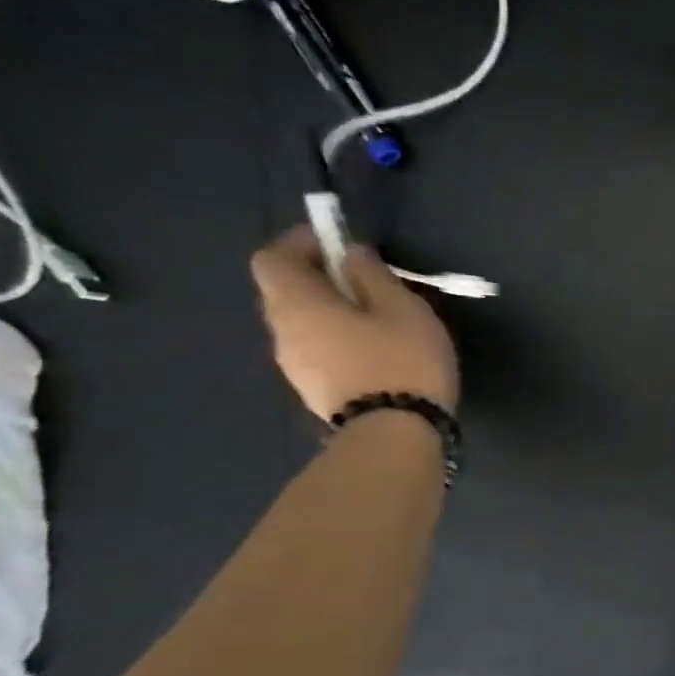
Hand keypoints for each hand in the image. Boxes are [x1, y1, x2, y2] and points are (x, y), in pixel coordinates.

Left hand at [251, 226, 459, 417]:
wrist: (395, 434)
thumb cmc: (400, 360)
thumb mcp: (401, 306)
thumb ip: (372, 274)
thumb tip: (350, 255)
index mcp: (297, 304)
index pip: (273, 258)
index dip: (300, 242)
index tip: (337, 241)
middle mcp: (283, 333)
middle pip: (284, 291)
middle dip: (317, 276)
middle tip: (362, 277)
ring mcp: (295, 366)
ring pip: (301, 323)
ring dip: (329, 309)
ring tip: (376, 316)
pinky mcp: (314, 390)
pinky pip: (316, 349)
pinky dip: (335, 336)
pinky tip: (374, 348)